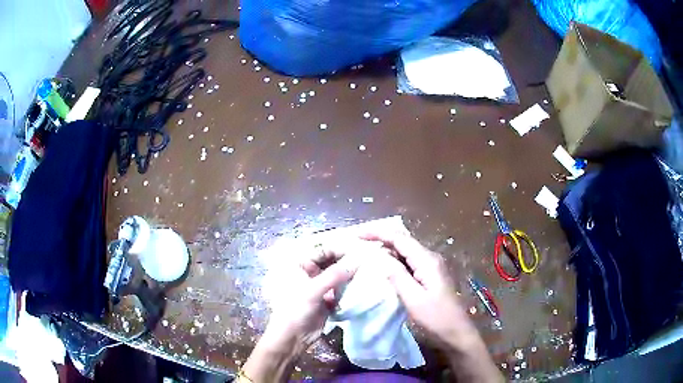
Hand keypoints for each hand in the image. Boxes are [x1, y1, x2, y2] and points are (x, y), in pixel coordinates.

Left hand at [242, 241, 359, 381]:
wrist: (292, 337)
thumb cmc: (295, 309)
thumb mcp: (313, 290)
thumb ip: (335, 274)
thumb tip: (359, 259)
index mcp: (300, 263)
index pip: (325, 249)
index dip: (343, 248)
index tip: (363, 249)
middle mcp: (310, 271)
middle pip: (333, 261)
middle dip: (349, 261)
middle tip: (370, 260)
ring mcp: (319, 284)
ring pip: (339, 274)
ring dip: (351, 274)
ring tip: (370, 271)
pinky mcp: (327, 297)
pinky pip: (341, 287)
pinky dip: (350, 286)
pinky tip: (364, 285)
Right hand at [362, 230, 503, 382]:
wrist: (456, 331)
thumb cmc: (436, 317)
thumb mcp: (413, 298)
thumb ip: (396, 275)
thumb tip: (380, 256)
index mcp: (427, 260)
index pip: (399, 238)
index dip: (378, 233)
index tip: (357, 235)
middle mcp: (430, 258)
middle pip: (403, 241)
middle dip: (381, 238)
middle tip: (358, 243)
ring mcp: (431, 266)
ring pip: (405, 251)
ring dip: (387, 249)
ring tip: (366, 252)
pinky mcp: (430, 275)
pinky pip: (409, 262)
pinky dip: (394, 261)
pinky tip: (383, 267)